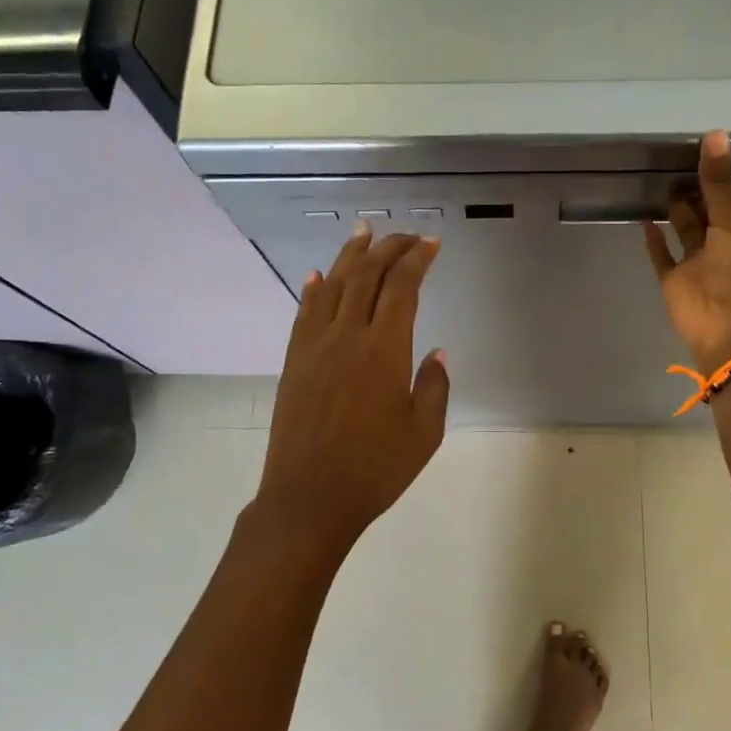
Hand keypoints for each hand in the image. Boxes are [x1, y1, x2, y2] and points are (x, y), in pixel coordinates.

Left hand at [254, 227, 451, 557]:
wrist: (309, 498)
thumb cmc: (375, 469)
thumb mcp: (424, 433)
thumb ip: (434, 386)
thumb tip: (436, 351)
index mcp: (385, 350)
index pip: (403, 287)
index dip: (418, 259)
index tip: (432, 244)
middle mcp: (348, 336)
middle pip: (367, 275)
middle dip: (388, 248)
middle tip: (405, 235)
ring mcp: (315, 346)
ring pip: (332, 284)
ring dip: (349, 255)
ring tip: (363, 232)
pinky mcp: (293, 360)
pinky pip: (303, 312)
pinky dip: (313, 288)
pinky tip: (317, 275)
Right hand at [644, 131, 730, 372]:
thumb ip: (719, 181)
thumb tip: (715, 134)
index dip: (721, 177)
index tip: (703, 151)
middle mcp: (726, 245)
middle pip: (709, 213)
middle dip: (696, 192)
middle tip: (672, 161)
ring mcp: (700, 265)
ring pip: (686, 233)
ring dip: (676, 212)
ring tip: (657, 181)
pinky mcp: (677, 282)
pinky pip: (664, 257)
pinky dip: (655, 241)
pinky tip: (645, 220)